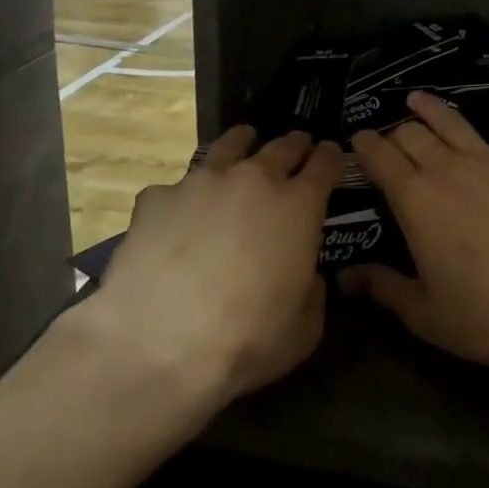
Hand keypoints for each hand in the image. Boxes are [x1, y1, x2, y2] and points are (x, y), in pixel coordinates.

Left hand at [85, 126, 343, 405]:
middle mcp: (253, 179)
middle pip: (282, 146)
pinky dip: (185, 196)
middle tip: (296, 148)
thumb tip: (308, 278)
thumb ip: (313, 293)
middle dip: (294, 145)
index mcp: (298, 206)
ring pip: (230, 145)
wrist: (158, 343)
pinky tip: (178, 216)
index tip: (330, 154)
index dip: (330, 157)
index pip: (324, 164)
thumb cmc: (247, 339)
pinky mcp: (158, 197)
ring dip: (243, 144)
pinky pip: (177, 187)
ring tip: (243, 145)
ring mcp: (202, 181)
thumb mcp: (304, 329)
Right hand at [345, 92, 488, 373]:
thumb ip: (383, 288)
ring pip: (455, 122)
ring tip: (419, 100)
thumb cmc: (487, 315)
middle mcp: (449, 168)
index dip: (364, 144)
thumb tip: (345, 277)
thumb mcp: (425, 313)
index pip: (379, 155)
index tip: (357, 139)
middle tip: (392, 138)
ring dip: (432, 109)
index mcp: (414, 198)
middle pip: (413, 132)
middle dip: (396, 130)